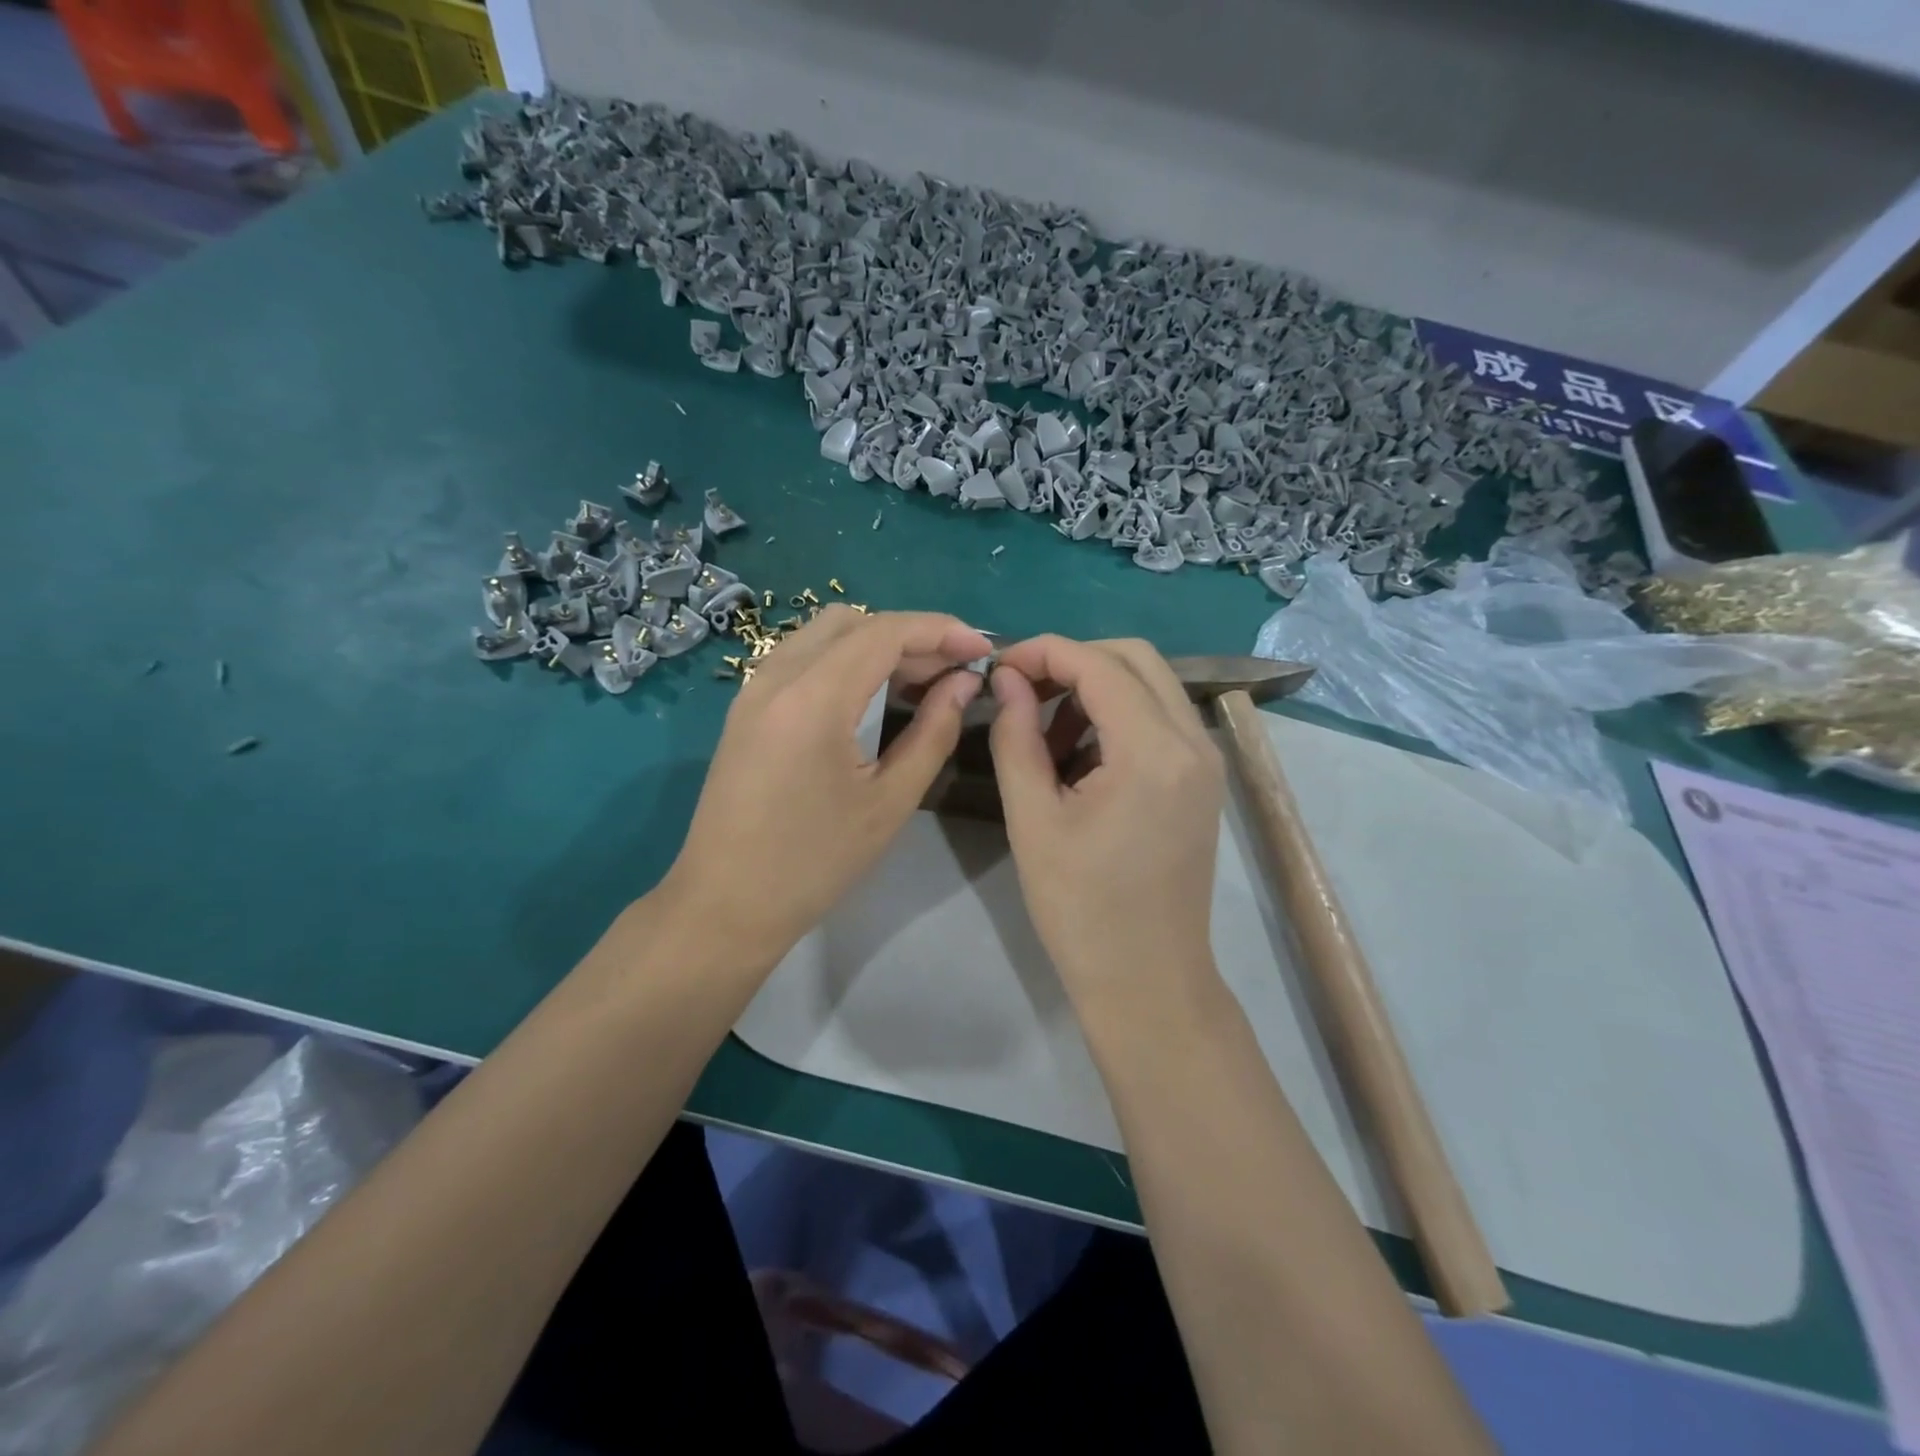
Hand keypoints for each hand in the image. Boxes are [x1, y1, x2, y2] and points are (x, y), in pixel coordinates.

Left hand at [661, 606, 991, 971]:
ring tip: (920, 682)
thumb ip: (932, 732)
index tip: (982, 650)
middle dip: (911, 636)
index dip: (941, 632)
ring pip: (824, 635)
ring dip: (876, 645)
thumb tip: (963, 684)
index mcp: (813, 698)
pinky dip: (845, 661)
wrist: (726, 905)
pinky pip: (802, 659)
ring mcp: (753, 690)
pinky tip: (873, 696)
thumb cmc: (815, 863)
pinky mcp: (746, 708)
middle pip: (853, 622)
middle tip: (953, 672)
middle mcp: (776, 677)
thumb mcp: (889, 802)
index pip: (884, 632)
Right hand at [988, 636, 1225, 1008]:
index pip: (1098, 665)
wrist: (1148, 980)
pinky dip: (1117, 717)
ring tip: (1045, 737)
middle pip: (1134, 659)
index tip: (999, 668)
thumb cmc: (1081, 909)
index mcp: (1153, 752)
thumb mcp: (1032, 819)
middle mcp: (1193, 742)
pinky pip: (1160, 719)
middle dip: (1072, 662)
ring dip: (1095, 689)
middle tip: (1023, 693)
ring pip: (1150, 685)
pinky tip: (1080, 759)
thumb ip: (1016, 736)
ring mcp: (1206, 761)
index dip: (1043, 652)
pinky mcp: (1203, 781)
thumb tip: (1008, 679)